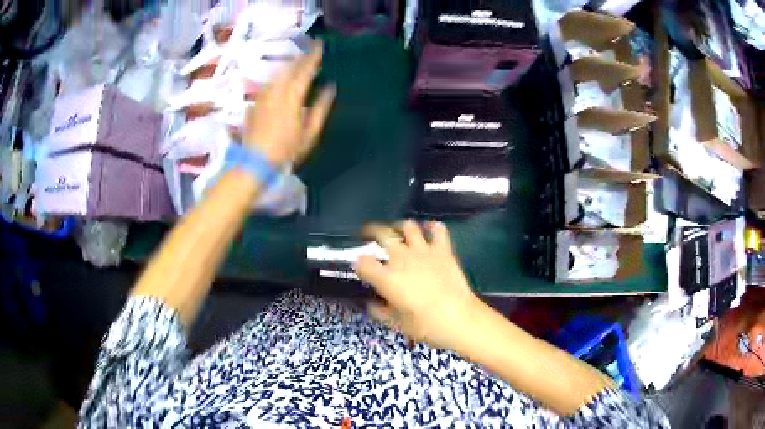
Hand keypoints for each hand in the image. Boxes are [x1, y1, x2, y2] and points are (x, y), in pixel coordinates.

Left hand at [244, 42, 334, 164]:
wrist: (255, 161)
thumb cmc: (286, 150)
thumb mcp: (309, 133)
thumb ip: (320, 108)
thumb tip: (329, 88)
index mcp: (292, 98)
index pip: (304, 71)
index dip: (313, 57)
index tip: (320, 45)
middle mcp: (276, 91)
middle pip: (289, 68)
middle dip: (301, 57)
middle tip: (311, 49)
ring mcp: (263, 95)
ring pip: (278, 73)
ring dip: (290, 64)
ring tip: (299, 59)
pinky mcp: (256, 101)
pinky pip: (270, 82)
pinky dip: (279, 75)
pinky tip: (282, 76)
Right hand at [355, 220, 483, 349]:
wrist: (458, 318)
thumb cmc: (425, 325)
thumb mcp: (396, 324)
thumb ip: (378, 311)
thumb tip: (371, 304)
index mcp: (386, 278)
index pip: (362, 262)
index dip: (358, 263)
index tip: (360, 267)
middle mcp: (401, 258)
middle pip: (381, 234)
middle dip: (371, 232)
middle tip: (369, 235)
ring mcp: (423, 251)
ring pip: (408, 226)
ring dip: (401, 227)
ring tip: (399, 233)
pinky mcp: (443, 250)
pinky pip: (438, 229)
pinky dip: (433, 228)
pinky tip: (430, 232)